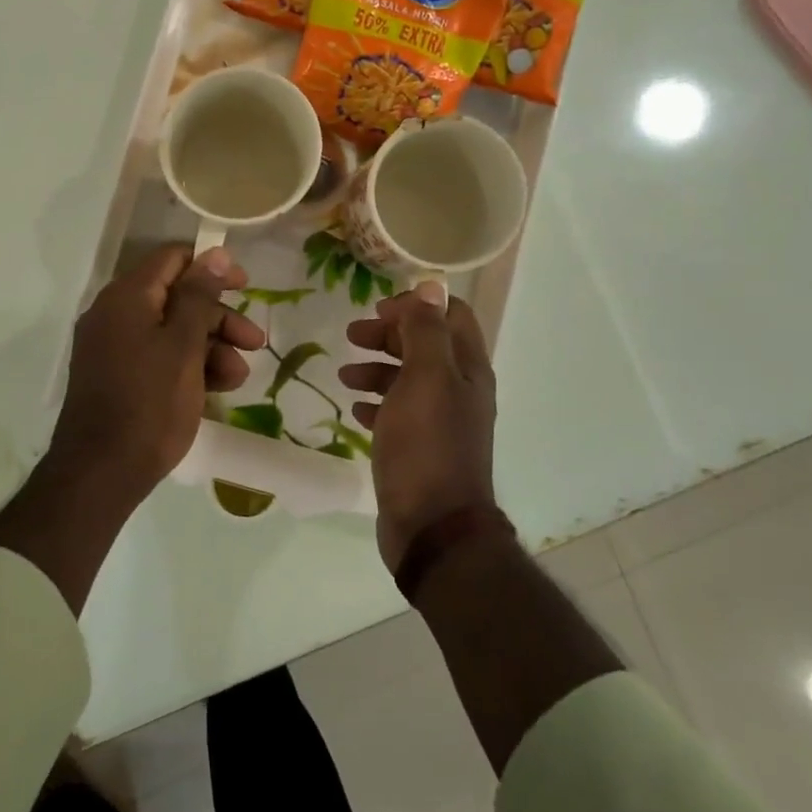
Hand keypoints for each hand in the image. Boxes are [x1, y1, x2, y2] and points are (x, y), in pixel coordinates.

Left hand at [47, 244, 265, 502]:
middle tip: (255, 343)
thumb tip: (214, 253)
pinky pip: (157, 357)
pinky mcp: (117, 377)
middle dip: (220, 319)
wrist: (100, 474)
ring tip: (237, 378)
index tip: (246, 288)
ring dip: (210, 348)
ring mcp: (112, 348)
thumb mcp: (183, 346)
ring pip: (171, 332)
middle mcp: (114, 315)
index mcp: (126, 297)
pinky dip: (188, 367)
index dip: (213, 268)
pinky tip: (216, 391)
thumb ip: (200, 296)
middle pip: (177, 298)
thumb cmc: (149, 404)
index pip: (173, 259)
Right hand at [341, 283, 498, 570]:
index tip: (378, 310)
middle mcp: (459, 390)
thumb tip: (431, 285)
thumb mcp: (426, 377)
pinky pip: (397, 413)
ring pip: (408, 379)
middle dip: (389, 334)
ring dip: (377, 368)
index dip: (416, 306)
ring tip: (344, 374)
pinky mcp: (419, 448)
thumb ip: (427, 330)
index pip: (450, 316)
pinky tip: (355, 409)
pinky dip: (376, 403)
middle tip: (352, 334)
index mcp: (467, 368)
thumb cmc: (427, 445)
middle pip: (425, 345)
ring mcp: (439, 421)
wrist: (432, 526)